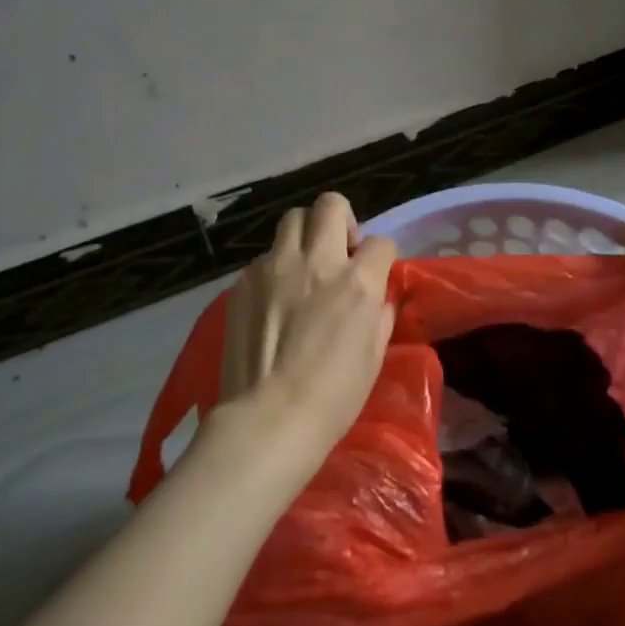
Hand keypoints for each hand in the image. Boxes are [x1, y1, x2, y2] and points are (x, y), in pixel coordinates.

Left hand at [214, 192, 396, 466]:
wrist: (267, 420)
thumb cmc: (333, 398)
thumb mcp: (374, 356)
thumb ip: (379, 314)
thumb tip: (376, 297)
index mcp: (357, 282)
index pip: (381, 241)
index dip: (381, 255)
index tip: (375, 272)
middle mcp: (317, 262)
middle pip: (331, 205)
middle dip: (341, 220)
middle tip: (339, 250)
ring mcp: (275, 268)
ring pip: (292, 220)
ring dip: (304, 236)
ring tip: (303, 267)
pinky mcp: (243, 282)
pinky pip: (264, 258)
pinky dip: (275, 269)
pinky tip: (273, 300)